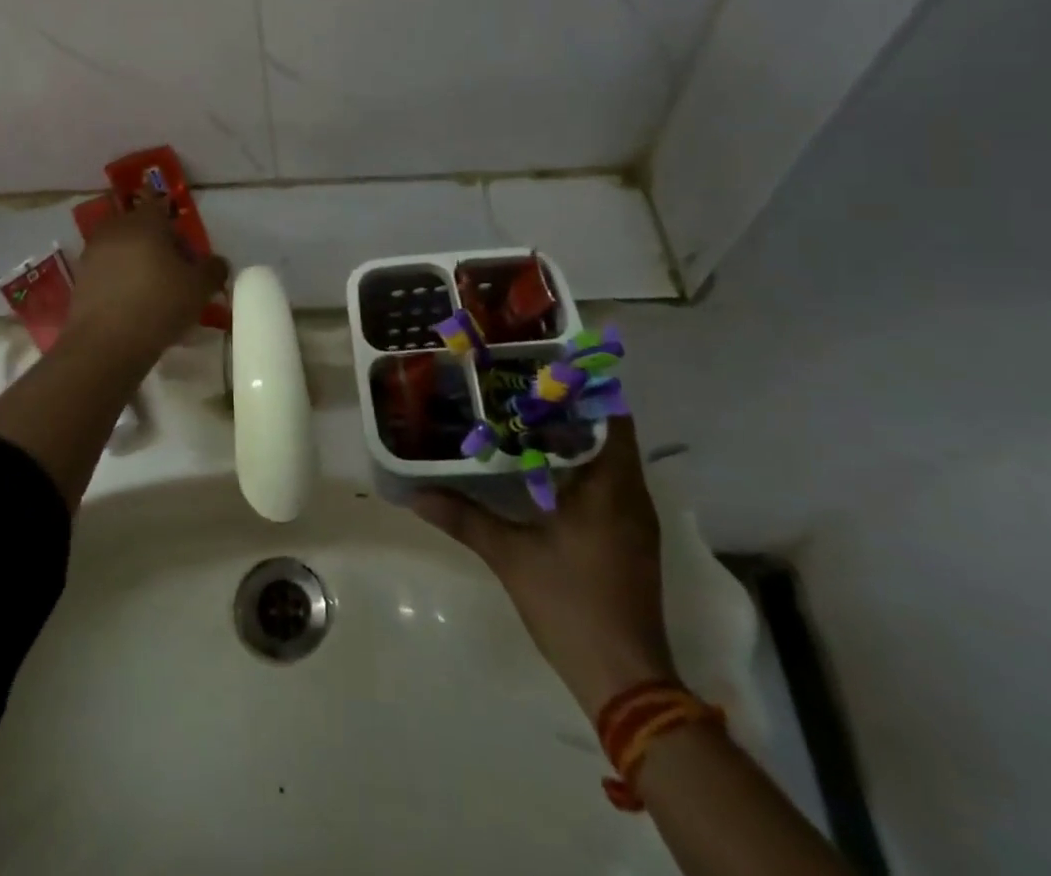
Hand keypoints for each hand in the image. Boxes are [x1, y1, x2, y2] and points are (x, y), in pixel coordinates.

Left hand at [62, 199, 228, 366]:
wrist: (106, 344)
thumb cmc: (159, 304)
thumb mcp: (200, 288)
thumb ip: (214, 269)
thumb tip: (216, 263)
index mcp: (145, 221)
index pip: (161, 206)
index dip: (177, 227)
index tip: (187, 253)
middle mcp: (115, 229)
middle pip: (141, 228)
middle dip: (158, 246)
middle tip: (175, 273)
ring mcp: (93, 254)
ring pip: (123, 250)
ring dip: (138, 264)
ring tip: (155, 292)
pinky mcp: (80, 280)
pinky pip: (108, 272)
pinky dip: (121, 282)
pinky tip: (134, 306)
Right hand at [413, 417, 674, 718]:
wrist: (625, 680)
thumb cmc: (571, 605)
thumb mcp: (509, 556)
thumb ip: (464, 518)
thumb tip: (414, 494)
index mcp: (610, 487)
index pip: (610, 416)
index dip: (581, 388)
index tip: (542, 370)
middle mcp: (631, 495)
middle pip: (608, 432)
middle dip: (569, 409)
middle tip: (519, 389)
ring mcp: (635, 520)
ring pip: (609, 459)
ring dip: (574, 438)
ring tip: (524, 420)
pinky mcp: (631, 540)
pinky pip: (610, 484)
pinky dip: (581, 468)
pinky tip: (542, 471)